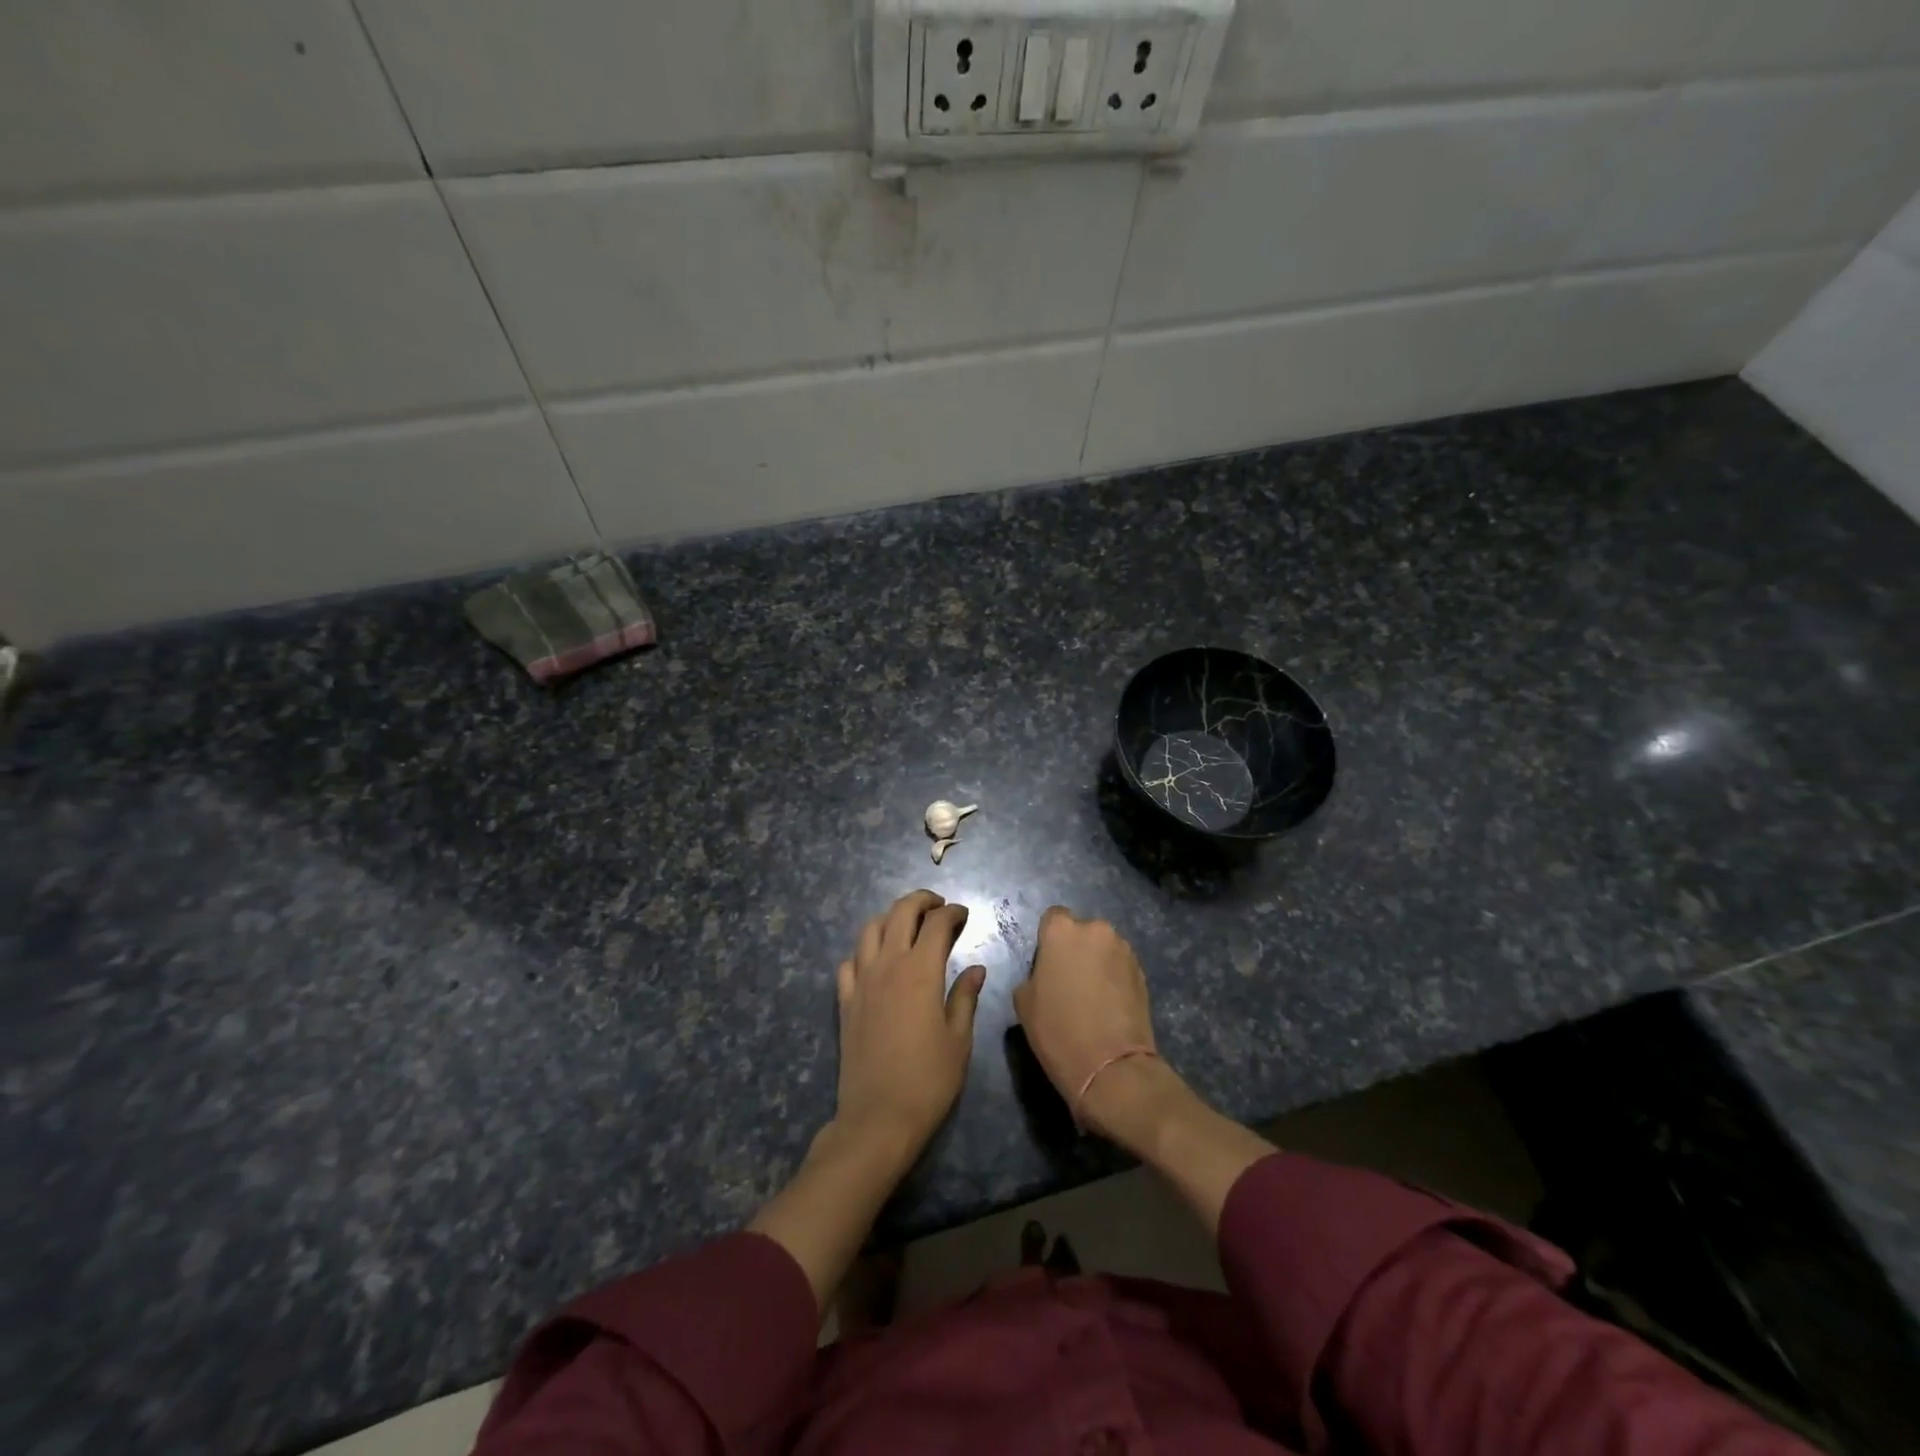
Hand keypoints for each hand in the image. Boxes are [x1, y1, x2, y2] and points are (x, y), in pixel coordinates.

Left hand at [833, 889, 986, 1159]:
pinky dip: (864, 951)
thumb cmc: (929, 1080)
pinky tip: (876, 962)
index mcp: (920, 971)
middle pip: (900, 913)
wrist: (878, 1118)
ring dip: (890, 918)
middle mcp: (887, 965)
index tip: (964, 915)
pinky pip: (849, 962)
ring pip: (870, 929)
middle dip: (921, 901)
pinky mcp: (845, 1001)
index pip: (936, 923)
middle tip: (938, 907)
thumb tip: (976, 968)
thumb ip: (965, 997)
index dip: (952, 912)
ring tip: (907, 926)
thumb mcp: (959, 1040)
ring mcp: (861, 981)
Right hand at [1012, 907, 1160, 1137]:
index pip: (1052, 918)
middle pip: (1081, 931)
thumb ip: (1033, 974)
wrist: (1110, 1066)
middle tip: (1068, 980)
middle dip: (1075, 949)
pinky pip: (1120, 966)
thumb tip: (1046, 974)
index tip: (1046, 964)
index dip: (1048, 940)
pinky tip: (1108, 1004)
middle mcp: (1096, 930)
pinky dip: (1113, 978)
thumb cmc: (1057, 1030)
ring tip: (1091, 996)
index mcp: (1062, 931)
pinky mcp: (1143, 972)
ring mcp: (1123, 950)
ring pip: (1103, 948)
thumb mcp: (1023, 1002)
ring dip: (1097, 962)